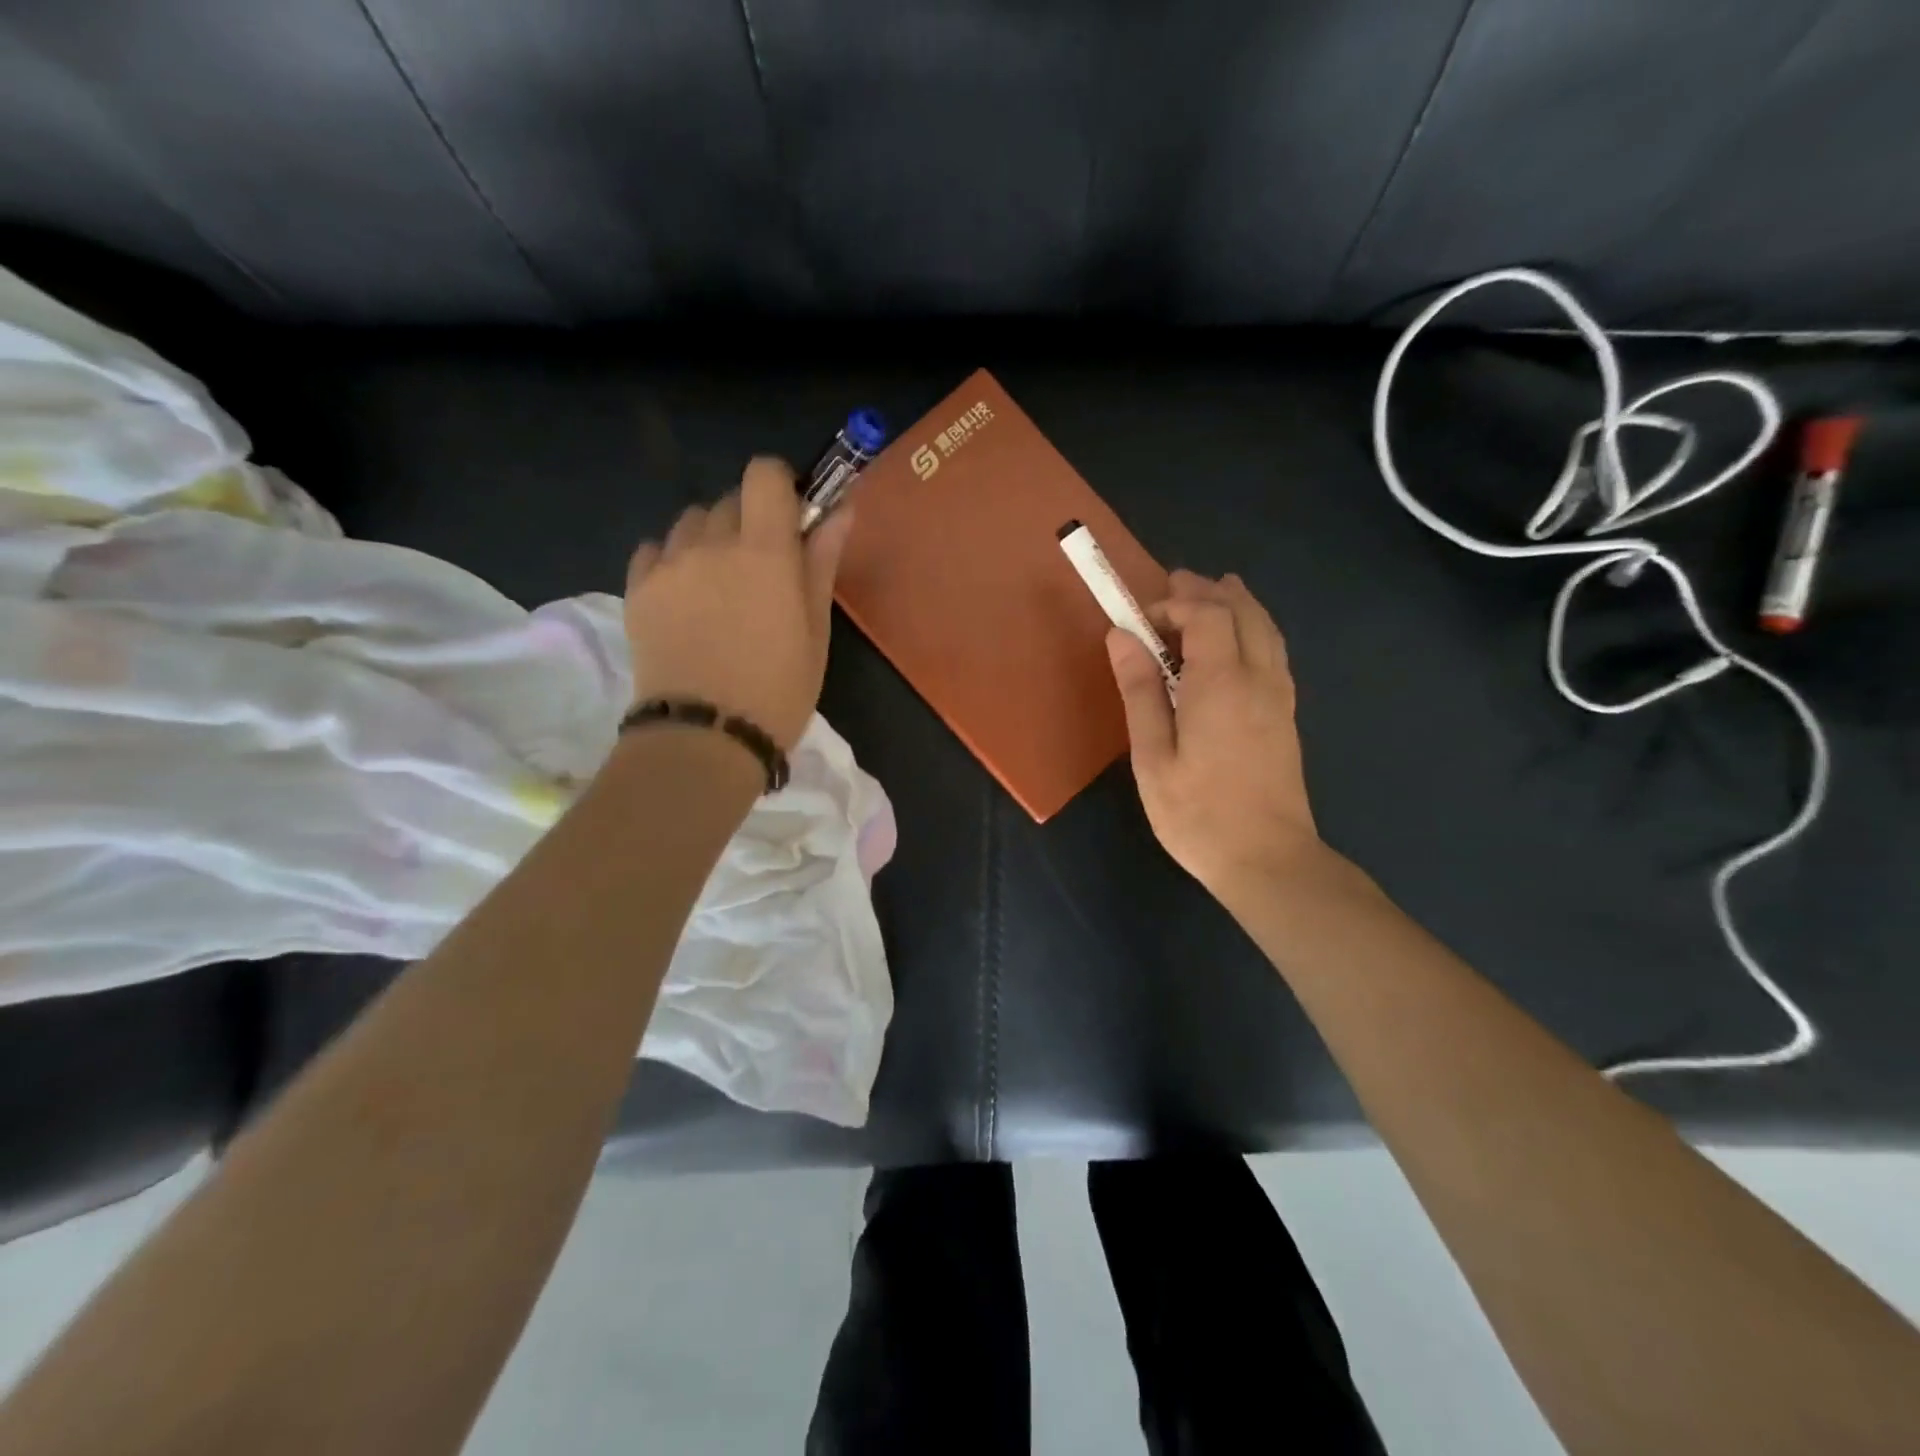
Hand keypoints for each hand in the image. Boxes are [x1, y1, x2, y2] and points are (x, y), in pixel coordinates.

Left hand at [624, 458, 854, 750]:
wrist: (705, 738)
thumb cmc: (778, 690)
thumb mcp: (815, 631)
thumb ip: (822, 562)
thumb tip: (840, 510)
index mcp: (764, 550)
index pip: (764, 473)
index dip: (780, 485)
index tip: (791, 519)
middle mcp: (710, 542)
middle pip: (729, 498)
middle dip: (749, 520)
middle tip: (760, 570)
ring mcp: (667, 564)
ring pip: (690, 523)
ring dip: (710, 539)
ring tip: (718, 587)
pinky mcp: (636, 589)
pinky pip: (655, 550)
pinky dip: (673, 560)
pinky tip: (685, 598)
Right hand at [1107, 570, 1323, 901]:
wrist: (1267, 859)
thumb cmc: (1198, 813)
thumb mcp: (1152, 756)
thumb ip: (1140, 690)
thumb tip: (1121, 635)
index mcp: (1221, 684)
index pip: (1207, 614)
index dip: (1175, 602)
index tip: (1141, 617)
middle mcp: (1258, 677)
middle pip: (1242, 611)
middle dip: (1207, 590)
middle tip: (1173, 586)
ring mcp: (1279, 695)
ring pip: (1266, 627)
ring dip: (1236, 603)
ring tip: (1209, 593)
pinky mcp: (1287, 714)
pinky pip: (1274, 650)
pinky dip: (1254, 628)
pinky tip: (1237, 641)